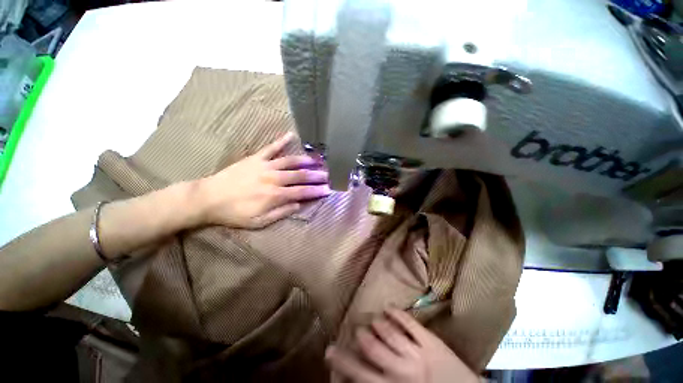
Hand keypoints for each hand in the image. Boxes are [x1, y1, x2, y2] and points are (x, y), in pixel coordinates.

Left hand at [196, 132, 330, 228]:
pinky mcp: (255, 158)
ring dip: (306, 160)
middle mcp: (274, 179)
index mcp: (275, 195)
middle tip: (329, 174)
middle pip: (300, 176)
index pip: (303, 192)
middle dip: (317, 175)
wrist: (208, 198)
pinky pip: (271, 148)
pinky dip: (281, 141)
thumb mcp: (259, 222)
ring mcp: (265, 166)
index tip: (329, 189)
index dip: (317, 191)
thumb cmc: (235, 213)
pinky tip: (291, 135)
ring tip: (318, 159)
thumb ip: (281, 213)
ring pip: (290, 161)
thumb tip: (299, 205)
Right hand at [326, 308, 478, 382]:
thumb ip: (378, 381)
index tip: (329, 349)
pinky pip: (409, 322)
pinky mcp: (431, 340)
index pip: (359, 373)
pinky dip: (396, 312)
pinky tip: (388, 307)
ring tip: (374, 321)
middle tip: (358, 331)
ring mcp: (417, 352)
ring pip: (388, 331)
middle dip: (361, 336)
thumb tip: (359, 373)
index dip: (342, 361)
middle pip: (371, 347)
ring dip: (378, 324)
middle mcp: (401, 370)